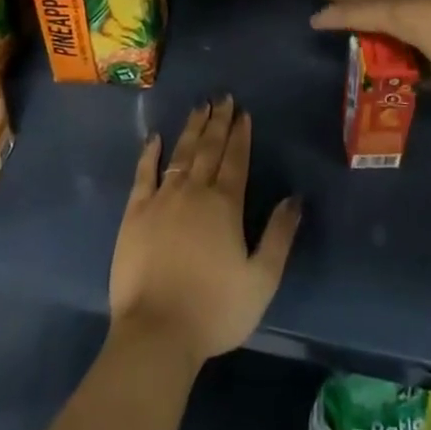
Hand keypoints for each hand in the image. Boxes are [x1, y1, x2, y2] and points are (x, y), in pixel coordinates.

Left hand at [109, 98, 300, 367]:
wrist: (157, 332)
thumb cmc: (215, 310)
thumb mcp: (261, 279)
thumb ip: (279, 235)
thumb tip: (295, 198)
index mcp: (225, 205)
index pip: (236, 160)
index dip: (240, 135)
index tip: (243, 113)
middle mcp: (194, 192)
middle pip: (209, 149)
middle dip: (218, 122)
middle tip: (223, 98)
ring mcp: (162, 199)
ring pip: (180, 154)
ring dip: (192, 129)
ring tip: (200, 107)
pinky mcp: (135, 212)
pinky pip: (143, 173)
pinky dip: (150, 153)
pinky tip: (155, 137)